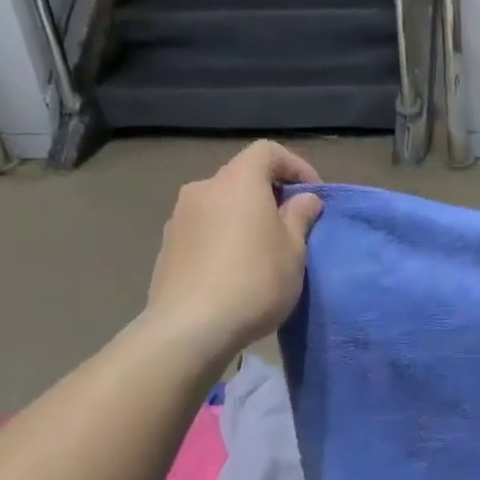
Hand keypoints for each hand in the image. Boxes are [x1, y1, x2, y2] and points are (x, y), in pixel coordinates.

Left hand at [145, 141, 323, 357]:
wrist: (190, 328)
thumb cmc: (255, 281)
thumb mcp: (293, 251)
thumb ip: (299, 217)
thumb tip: (304, 199)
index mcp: (237, 181)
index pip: (267, 151)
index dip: (295, 165)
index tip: (312, 195)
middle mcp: (203, 189)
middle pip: (241, 177)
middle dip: (270, 194)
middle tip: (291, 225)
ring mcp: (179, 217)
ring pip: (221, 204)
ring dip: (244, 216)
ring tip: (263, 250)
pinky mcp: (167, 246)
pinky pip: (204, 228)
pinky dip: (223, 235)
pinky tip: (234, 269)